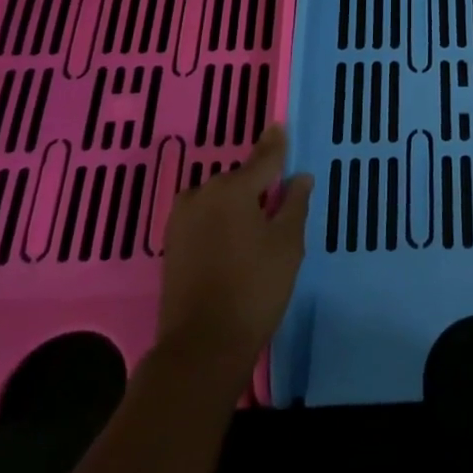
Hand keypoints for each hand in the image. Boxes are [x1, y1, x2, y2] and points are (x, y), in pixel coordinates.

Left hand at [157, 125, 312, 375]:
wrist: (202, 346)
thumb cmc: (255, 288)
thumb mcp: (288, 243)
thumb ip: (294, 204)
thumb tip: (299, 177)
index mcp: (233, 189)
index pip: (263, 159)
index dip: (276, 145)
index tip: (280, 126)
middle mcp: (202, 194)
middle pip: (239, 180)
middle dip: (258, 185)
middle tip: (280, 200)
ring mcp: (182, 220)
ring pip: (219, 200)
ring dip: (238, 204)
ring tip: (259, 224)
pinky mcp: (173, 244)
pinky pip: (205, 218)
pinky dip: (222, 221)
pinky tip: (236, 240)